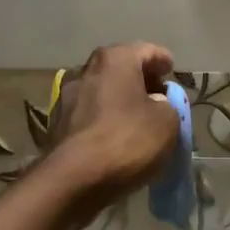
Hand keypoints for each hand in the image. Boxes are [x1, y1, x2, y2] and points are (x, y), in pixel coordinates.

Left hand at [45, 42, 181, 210]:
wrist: (74, 179)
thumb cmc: (127, 141)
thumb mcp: (168, 122)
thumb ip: (167, 105)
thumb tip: (155, 104)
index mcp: (115, 59)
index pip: (147, 50)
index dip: (163, 61)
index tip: (172, 71)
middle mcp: (86, 70)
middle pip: (120, 68)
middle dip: (141, 80)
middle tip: (159, 97)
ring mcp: (66, 97)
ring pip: (103, 91)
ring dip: (120, 100)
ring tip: (138, 119)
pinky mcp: (57, 124)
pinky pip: (90, 114)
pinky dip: (105, 119)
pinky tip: (116, 136)